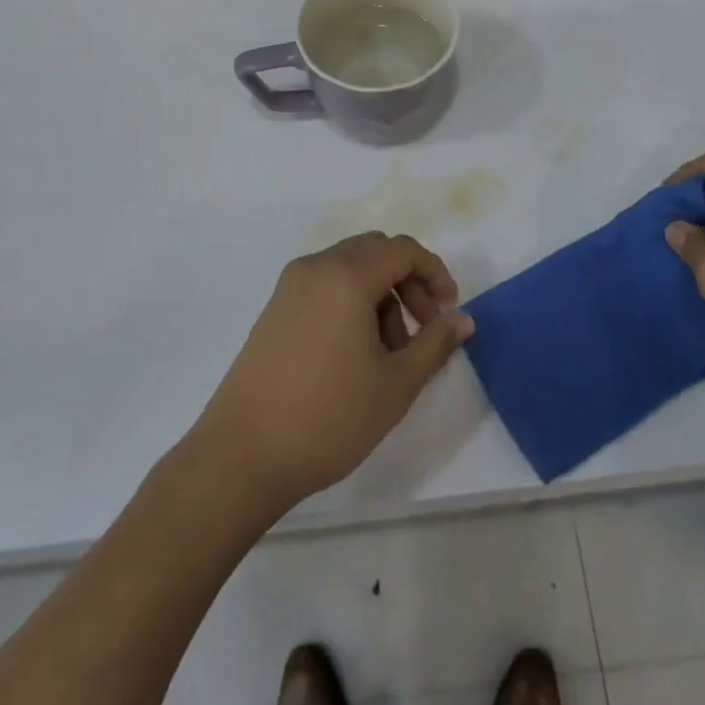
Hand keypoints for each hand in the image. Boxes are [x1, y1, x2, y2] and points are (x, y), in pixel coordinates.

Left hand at [190, 232, 473, 511]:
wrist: (242, 455)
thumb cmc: (328, 417)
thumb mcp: (395, 384)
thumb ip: (435, 344)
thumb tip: (463, 319)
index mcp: (346, 275)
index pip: (402, 249)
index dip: (434, 273)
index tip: (449, 311)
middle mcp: (317, 266)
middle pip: (376, 252)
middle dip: (408, 282)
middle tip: (425, 328)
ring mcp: (291, 285)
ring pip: (351, 268)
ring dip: (381, 295)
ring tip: (390, 353)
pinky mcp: (276, 308)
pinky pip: (326, 285)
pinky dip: (352, 302)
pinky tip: (356, 353)